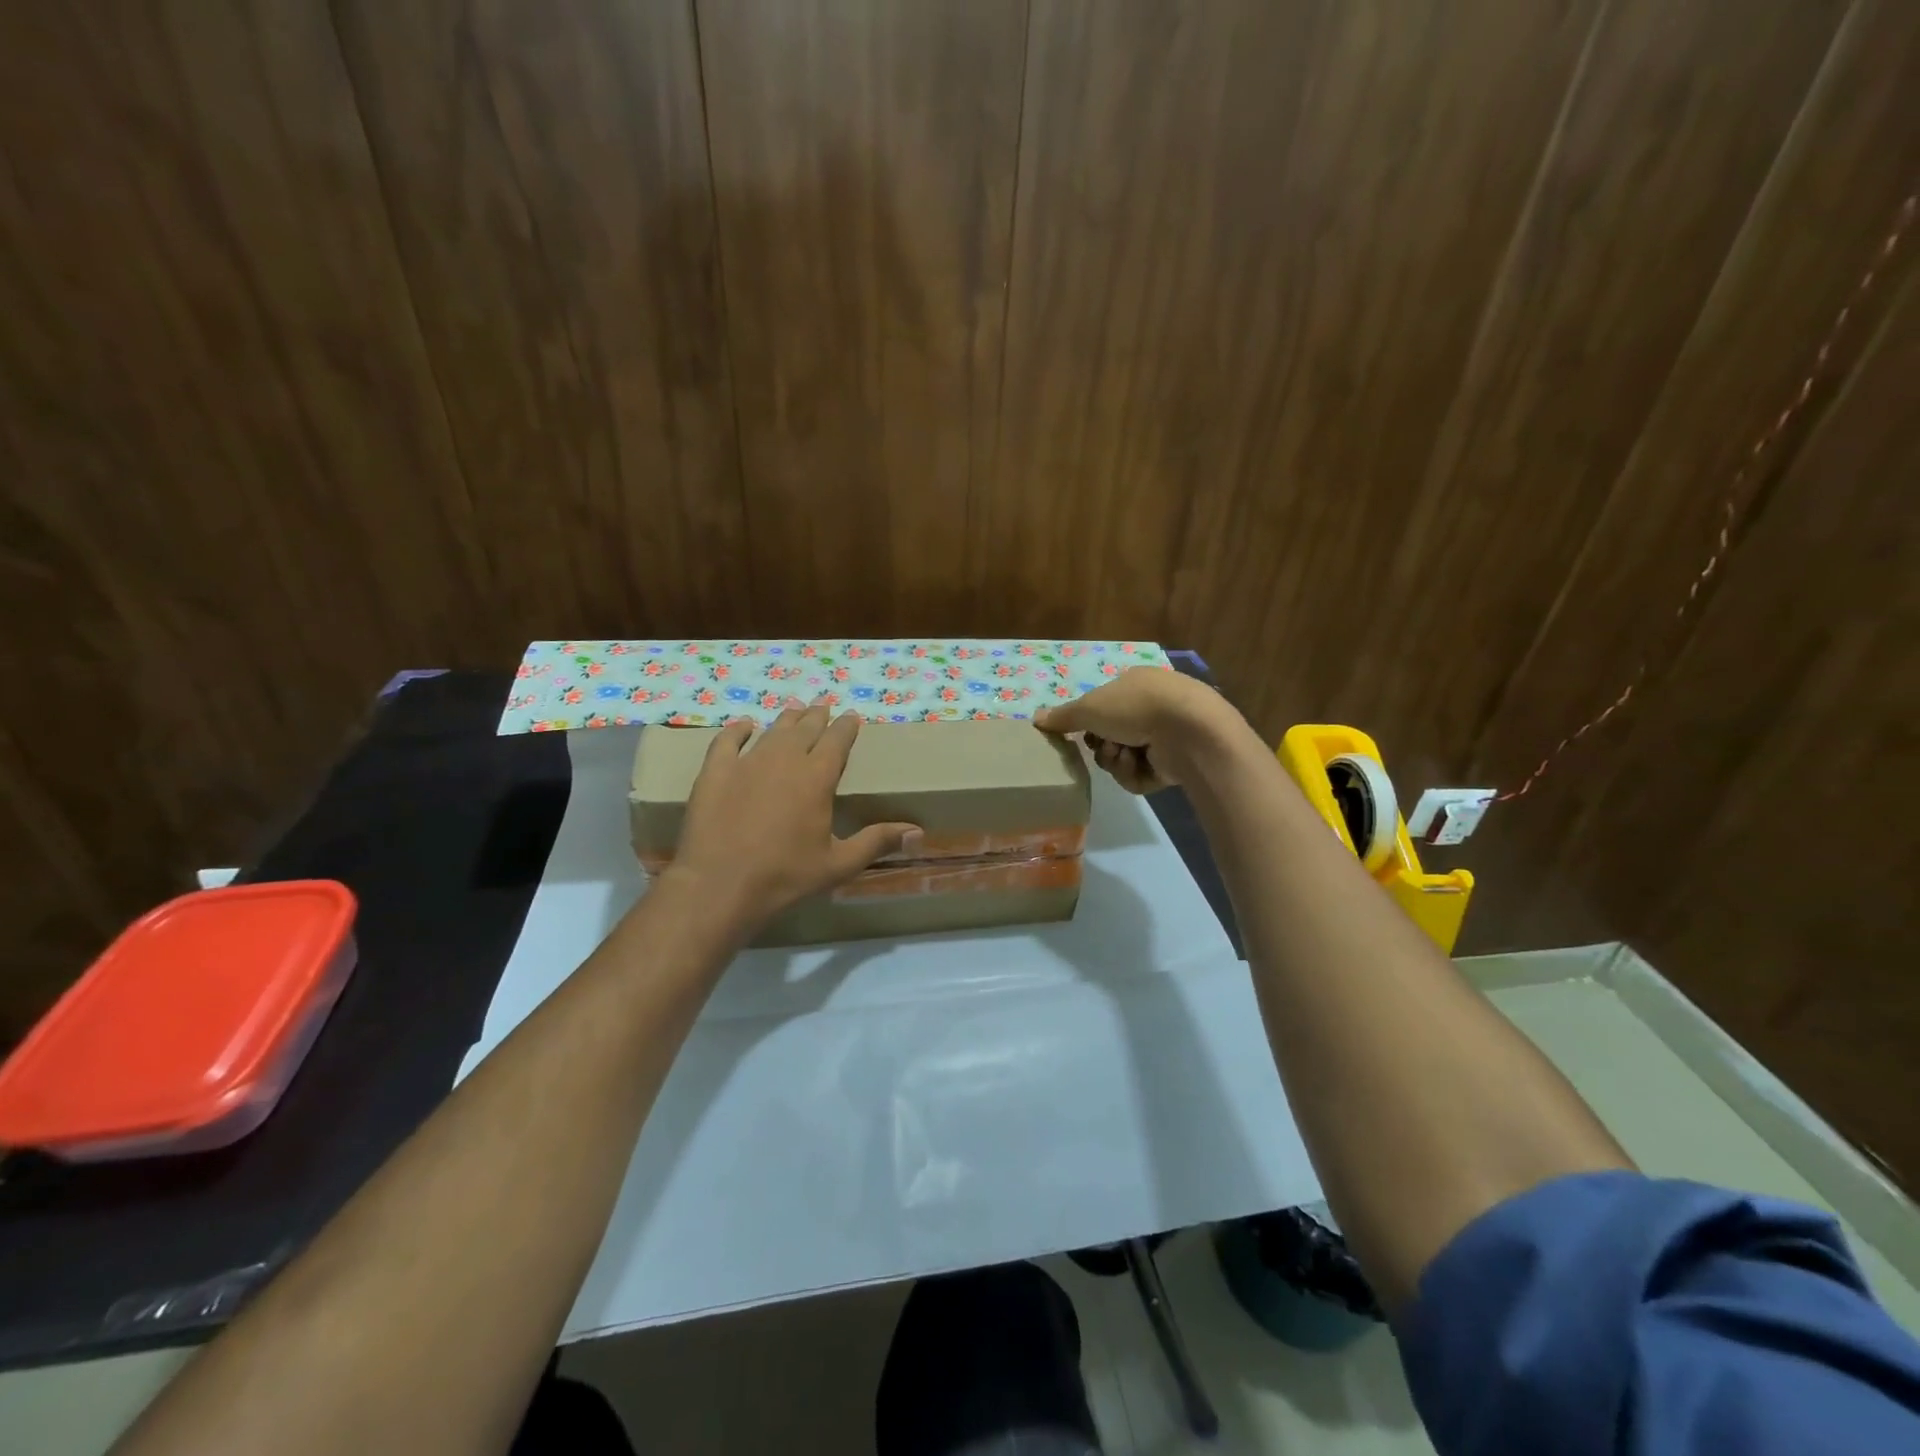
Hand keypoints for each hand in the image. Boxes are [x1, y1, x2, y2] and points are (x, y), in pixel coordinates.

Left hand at [669, 701, 919, 929]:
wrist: (719, 885)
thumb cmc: (785, 876)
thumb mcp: (838, 864)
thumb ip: (876, 842)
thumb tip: (918, 833)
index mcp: (817, 777)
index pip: (837, 741)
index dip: (846, 727)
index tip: (852, 716)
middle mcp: (784, 760)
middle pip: (805, 728)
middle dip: (817, 715)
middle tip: (824, 705)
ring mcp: (746, 763)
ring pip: (772, 731)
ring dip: (787, 719)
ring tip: (795, 709)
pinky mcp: (715, 773)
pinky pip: (727, 741)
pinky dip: (737, 730)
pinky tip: (744, 725)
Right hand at [1033, 667, 1233, 793]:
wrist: (1188, 730)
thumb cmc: (1135, 707)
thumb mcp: (1089, 707)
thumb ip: (1062, 716)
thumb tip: (1035, 718)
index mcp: (1134, 685)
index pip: (1102, 708)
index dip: (1088, 723)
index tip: (1082, 732)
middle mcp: (1151, 708)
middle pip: (1109, 737)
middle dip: (1103, 746)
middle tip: (1106, 746)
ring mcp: (1165, 737)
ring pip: (1122, 760)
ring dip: (1117, 762)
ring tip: (1127, 756)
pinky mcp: (1174, 764)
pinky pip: (1140, 777)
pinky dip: (1135, 775)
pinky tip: (1142, 767)